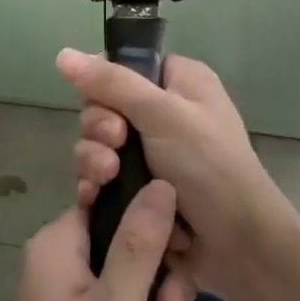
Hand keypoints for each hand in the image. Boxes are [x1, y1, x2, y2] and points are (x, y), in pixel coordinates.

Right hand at [59, 48, 293, 300]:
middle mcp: (164, 113)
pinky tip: (93, 198)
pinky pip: (102, 179)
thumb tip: (61, 53)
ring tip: (108, 178)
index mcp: (178, 82)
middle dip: (100, 129)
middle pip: (104, 107)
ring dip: (95, 161)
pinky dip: (95, 186)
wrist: (238, 247)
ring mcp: (151, 154)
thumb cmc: (209, 166)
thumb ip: (111, 83)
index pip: (123, 66)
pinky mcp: (139, 191)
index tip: (104, 104)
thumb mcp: (162, 114)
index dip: (103, 84)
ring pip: (99, 145)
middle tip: (115, 146)